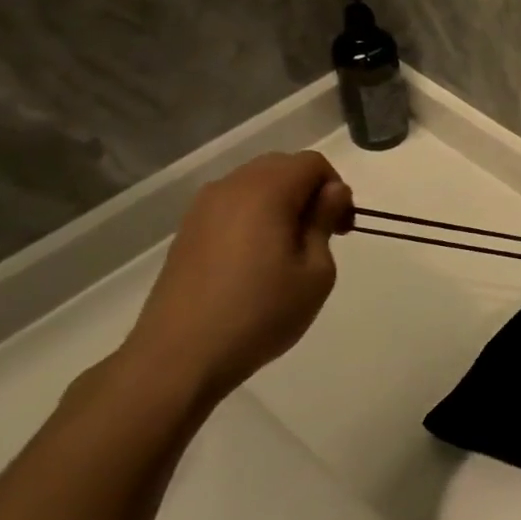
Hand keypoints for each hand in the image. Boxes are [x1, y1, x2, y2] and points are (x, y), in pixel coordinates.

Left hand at [118, 151, 354, 404]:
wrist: (180, 356)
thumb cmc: (260, 313)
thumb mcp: (315, 272)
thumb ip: (324, 221)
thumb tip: (332, 192)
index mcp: (265, 191)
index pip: (312, 163)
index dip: (335, 189)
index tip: (340, 229)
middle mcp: (231, 187)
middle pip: (282, 167)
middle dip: (309, 191)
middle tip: (321, 237)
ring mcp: (202, 208)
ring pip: (255, 184)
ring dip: (282, 203)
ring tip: (289, 250)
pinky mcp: (187, 230)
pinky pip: (232, 205)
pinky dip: (255, 215)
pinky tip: (257, 259)